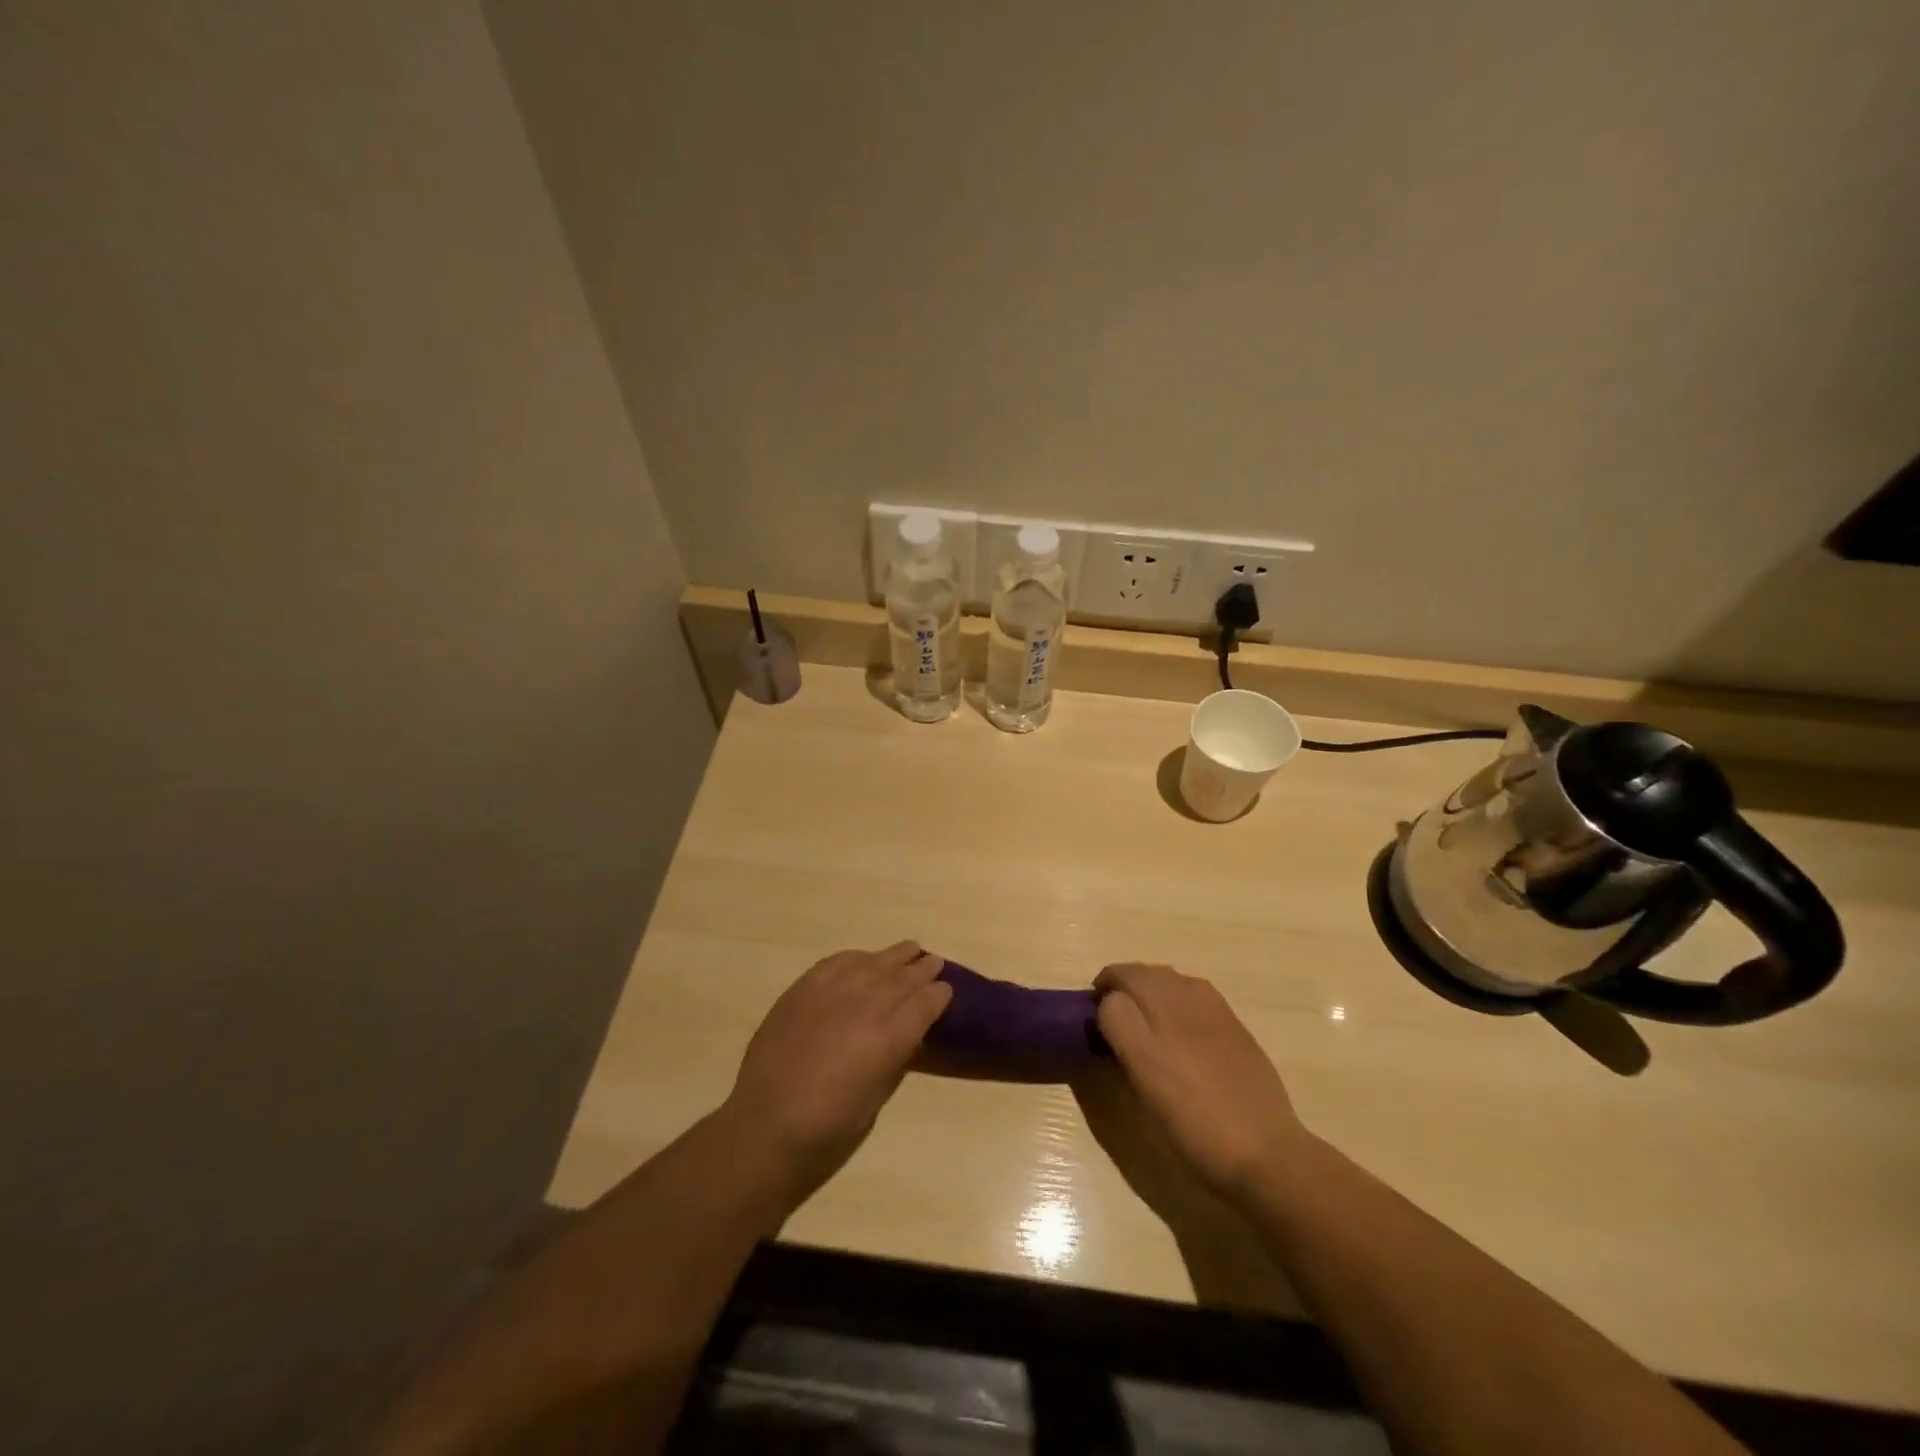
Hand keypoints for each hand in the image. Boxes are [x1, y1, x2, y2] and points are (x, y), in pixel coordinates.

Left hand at [722, 942, 950, 1203]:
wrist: (765, 1126)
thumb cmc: (828, 1128)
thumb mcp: (877, 1098)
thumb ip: (895, 1057)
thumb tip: (908, 1033)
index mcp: (888, 1038)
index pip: (924, 1004)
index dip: (939, 995)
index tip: (946, 990)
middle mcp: (864, 1007)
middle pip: (901, 978)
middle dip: (921, 970)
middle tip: (934, 963)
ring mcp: (831, 993)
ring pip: (872, 963)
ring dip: (894, 956)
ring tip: (910, 949)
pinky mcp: (803, 989)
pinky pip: (837, 963)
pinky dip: (856, 958)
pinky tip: (864, 959)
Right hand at [1094, 963, 1305, 1202]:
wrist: (1265, 1152)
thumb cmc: (1197, 1136)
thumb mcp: (1147, 1100)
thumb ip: (1125, 1050)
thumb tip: (1113, 1021)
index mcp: (1151, 1043)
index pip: (1112, 998)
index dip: (1100, 1005)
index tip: (1096, 1023)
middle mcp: (1177, 1014)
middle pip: (1137, 974)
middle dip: (1119, 982)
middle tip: (1112, 1006)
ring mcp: (1207, 1011)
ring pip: (1164, 974)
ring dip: (1146, 981)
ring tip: (1143, 1005)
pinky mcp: (1230, 1016)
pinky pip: (1192, 985)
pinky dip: (1175, 989)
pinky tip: (1178, 1013)